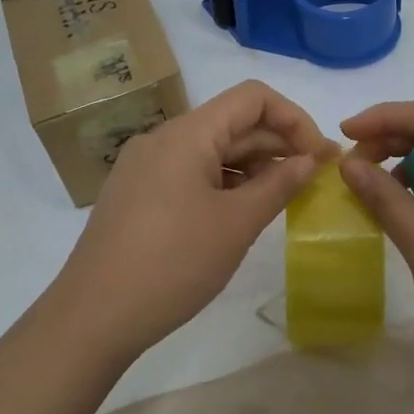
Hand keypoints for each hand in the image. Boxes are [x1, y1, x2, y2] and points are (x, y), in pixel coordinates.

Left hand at [50, 80, 330, 360]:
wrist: (93, 316)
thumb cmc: (173, 264)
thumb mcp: (236, 224)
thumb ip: (279, 185)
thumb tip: (309, 160)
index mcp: (187, 134)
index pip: (252, 98)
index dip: (294, 118)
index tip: (319, 156)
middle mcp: (163, 139)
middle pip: (231, 123)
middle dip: (277, 144)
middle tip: (315, 179)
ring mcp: (145, 167)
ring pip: (211, 150)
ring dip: (252, 166)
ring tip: (284, 198)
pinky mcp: (137, 194)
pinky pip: (190, 173)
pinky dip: (224, 183)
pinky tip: (243, 211)